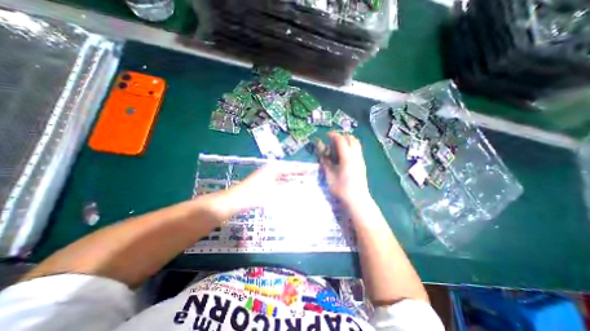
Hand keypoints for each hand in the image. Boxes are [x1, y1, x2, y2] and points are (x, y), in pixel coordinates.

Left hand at [207, 161, 310, 217]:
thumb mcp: (275, 193)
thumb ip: (290, 190)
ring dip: (293, 176)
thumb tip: (303, 188)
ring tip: (305, 179)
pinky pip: (280, 178)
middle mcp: (272, 168)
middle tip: (311, 174)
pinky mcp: (265, 180)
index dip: (304, 168)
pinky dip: (287, 181)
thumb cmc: (255, 195)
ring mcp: (268, 173)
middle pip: (289, 169)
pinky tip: (291, 185)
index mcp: (275, 167)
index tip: (314, 169)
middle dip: (300, 172)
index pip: (293, 166)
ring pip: (285, 174)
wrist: (236, 200)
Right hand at [322, 132, 366, 206]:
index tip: (327, 135)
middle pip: (351, 139)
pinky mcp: (362, 164)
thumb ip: (325, 163)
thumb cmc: (341, 189)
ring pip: (356, 143)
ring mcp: (361, 160)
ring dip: (347, 140)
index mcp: (347, 159)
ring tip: (338, 145)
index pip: (341, 141)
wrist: (357, 200)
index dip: (334, 135)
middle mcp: (356, 157)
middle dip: (341, 136)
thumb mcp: (330, 176)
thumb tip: (321, 154)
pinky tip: (344, 154)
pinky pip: (357, 149)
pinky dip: (351, 146)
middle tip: (332, 140)